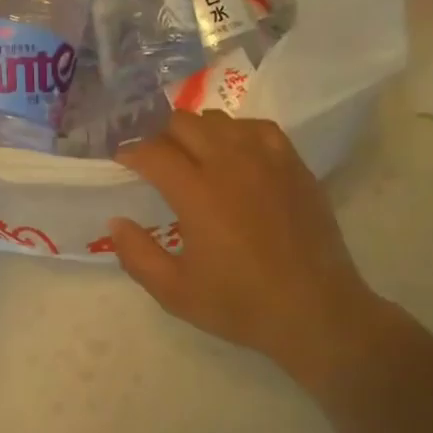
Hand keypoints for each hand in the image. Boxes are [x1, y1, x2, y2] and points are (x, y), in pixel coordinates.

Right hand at [110, 111, 380, 363]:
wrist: (317, 312)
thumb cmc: (241, 304)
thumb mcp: (175, 292)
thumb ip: (137, 255)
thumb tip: (116, 222)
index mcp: (197, 193)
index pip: (153, 152)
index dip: (131, 153)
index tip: (123, 163)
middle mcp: (230, 164)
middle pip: (183, 123)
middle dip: (160, 137)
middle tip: (155, 162)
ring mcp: (266, 159)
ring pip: (219, 120)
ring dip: (196, 131)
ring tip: (192, 156)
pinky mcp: (293, 165)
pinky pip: (257, 128)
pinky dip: (236, 132)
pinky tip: (234, 152)